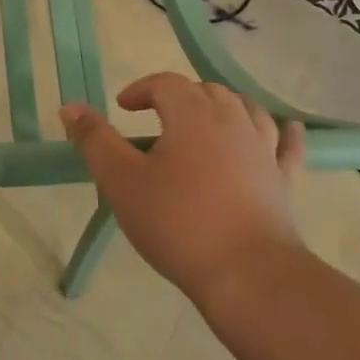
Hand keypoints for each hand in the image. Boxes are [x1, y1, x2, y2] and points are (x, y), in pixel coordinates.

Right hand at [60, 72, 304, 304]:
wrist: (248, 276)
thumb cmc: (177, 223)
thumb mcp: (121, 181)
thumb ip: (94, 140)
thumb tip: (70, 107)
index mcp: (191, 114)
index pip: (166, 83)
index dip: (141, 89)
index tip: (123, 108)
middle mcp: (232, 120)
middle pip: (206, 91)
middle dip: (178, 97)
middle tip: (155, 119)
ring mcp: (263, 150)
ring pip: (245, 110)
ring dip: (222, 107)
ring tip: (206, 120)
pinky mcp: (283, 181)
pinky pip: (287, 147)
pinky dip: (285, 132)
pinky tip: (289, 127)